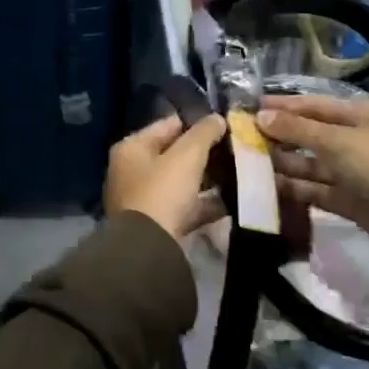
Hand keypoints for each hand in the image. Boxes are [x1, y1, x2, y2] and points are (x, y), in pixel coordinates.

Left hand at [104, 113, 228, 238]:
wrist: (149, 249)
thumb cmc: (163, 192)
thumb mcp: (187, 156)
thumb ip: (204, 133)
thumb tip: (218, 118)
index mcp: (131, 148)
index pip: (168, 125)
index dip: (196, 124)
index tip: (224, 127)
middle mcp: (131, 171)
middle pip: (174, 154)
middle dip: (203, 154)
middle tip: (233, 151)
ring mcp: (142, 199)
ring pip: (181, 181)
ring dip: (206, 179)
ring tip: (236, 174)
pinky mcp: (156, 225)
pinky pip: (185, 207)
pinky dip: (204, 204)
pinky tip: (230, 201)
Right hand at [256, 94, 368, 246]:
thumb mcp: (338, 141)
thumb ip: (297, 130)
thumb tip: (260, 116)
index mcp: (359, 114)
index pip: (313, 105)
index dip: (282, 106)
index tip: (249, 108)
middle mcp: (354, 138)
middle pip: (309, 134)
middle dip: (278, 136)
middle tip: (242, 138)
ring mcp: (351, 170)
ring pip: (309, 163)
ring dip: (282, 163)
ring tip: (247, 163)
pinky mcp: (348, 199)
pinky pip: (315, 188)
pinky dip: (293, 187)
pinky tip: (266, 186)